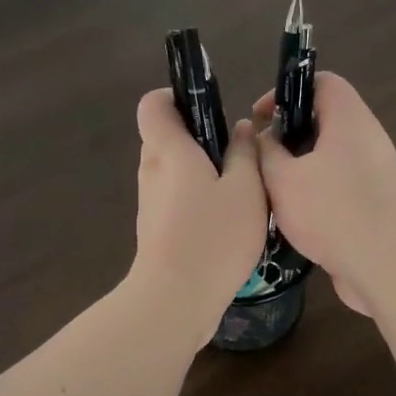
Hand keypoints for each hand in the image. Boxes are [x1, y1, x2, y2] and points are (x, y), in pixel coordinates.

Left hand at [129, 88, 268, 343]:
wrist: (175, 299)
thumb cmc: (213, 236)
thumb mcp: (246, 190)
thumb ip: (244, 154)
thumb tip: (241, 129)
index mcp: (169, 150)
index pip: (153, 104)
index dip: (175, 96)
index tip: (208, 107)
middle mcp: (152, 170)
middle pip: (166, 136)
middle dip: (199, 136)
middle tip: (238, 152)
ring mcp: (149, 201)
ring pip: (173, 169)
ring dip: (201, 170)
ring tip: (240, 188)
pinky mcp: (155, 227)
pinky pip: (175, 196)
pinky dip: (196, 197)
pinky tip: (227, 219)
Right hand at [252, 73, 395, 315]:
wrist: (385, 264)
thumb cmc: (331, 211)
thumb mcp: (283, 179)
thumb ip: (266, 152)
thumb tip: (265, 138)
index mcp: (349, 120)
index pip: (322, 82)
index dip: (288, 91)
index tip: (262, 118)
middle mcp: (367, 138)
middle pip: (326, 119)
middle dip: (291, 134)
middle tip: (263, 156)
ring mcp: (376, 171)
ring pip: (332, 154)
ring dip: (301, 165)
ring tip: (273, 186)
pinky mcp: (377, 200)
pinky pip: (342, 182)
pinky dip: (318, 189)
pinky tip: (295, 213)